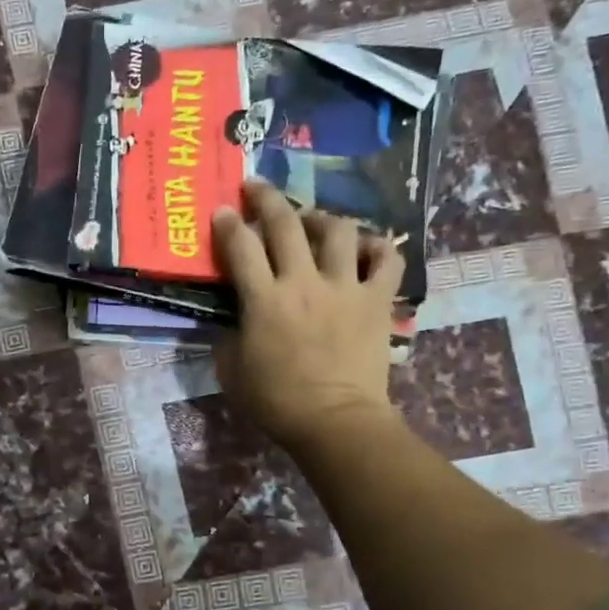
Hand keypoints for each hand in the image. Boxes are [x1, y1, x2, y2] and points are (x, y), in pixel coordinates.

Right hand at [212, 181, 404, 454]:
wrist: (335, 421)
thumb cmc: (277, 401)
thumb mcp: (232, 370)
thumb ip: (228, 336)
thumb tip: (232, 318)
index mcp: (264, 300)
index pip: (240, 246)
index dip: (227, 223)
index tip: (221, 210)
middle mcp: (304, 282)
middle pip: (286, 223)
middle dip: (267, 198)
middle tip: (256, 188)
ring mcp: (345, 288)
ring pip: (339, 230)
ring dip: (322, 217)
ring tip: (314, 220)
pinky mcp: (376, 301)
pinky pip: (387, 259)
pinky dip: (378, 247)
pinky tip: (366, 247)